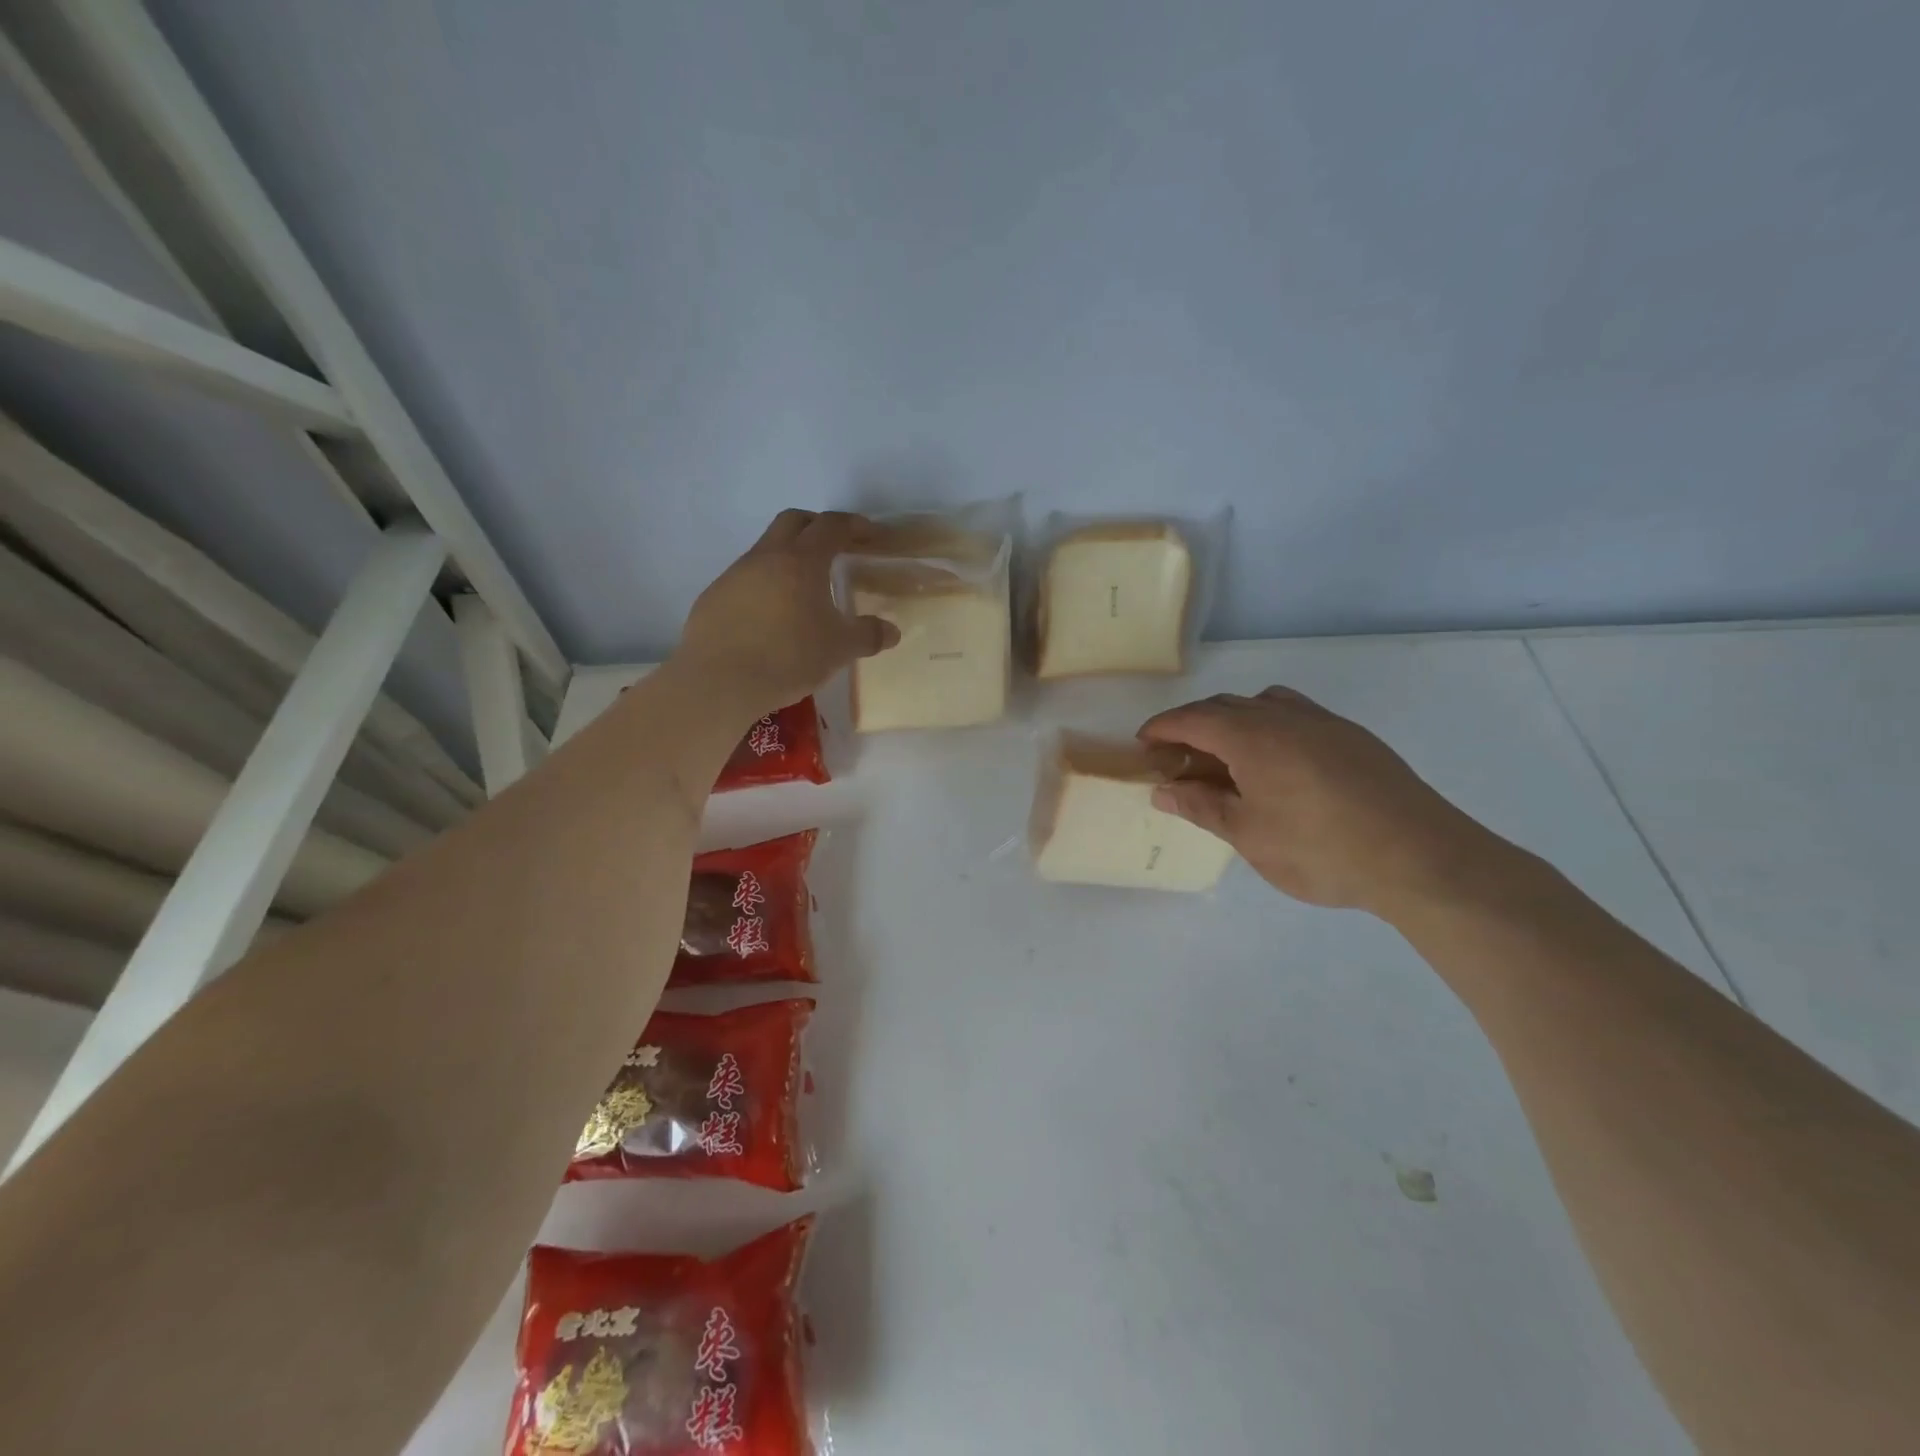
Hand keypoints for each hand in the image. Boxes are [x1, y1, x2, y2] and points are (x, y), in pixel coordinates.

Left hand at [676, 510, 900, 715]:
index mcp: (801, 561)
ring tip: (803, 591)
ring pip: (765, 551)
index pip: (831, 526)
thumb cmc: (788, 658)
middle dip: (817, 527)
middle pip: (793, 522)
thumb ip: (868, 635)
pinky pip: (744, 580)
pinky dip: (764, 586)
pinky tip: (770, 618)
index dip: (854, 525)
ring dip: (788, 558)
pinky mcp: (713, 598)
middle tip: (836, 548)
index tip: (870, 534)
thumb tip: (891, 631)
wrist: (719, 682)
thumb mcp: (839, 650)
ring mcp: (734, 576)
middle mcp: (765, 558)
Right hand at [1139, 687, 1517, 917]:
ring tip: (1226, 755)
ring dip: (1234, 720)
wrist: (1420, 857)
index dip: (1163, 728)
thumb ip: (1202, 807)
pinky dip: (1270, 725)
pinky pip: (1297, 714)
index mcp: (1252, 737)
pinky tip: (1278, 762)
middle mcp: (1285, 716)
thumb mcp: (1248, 835)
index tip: (1143, 744)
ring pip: (1264, 704)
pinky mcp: (1354, 737)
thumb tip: (1163, 790)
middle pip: (1226, 706)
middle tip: (1177, 757)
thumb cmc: (1320, 849)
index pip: (1193, 719)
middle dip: (1193, 724)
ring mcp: (1324, 723)